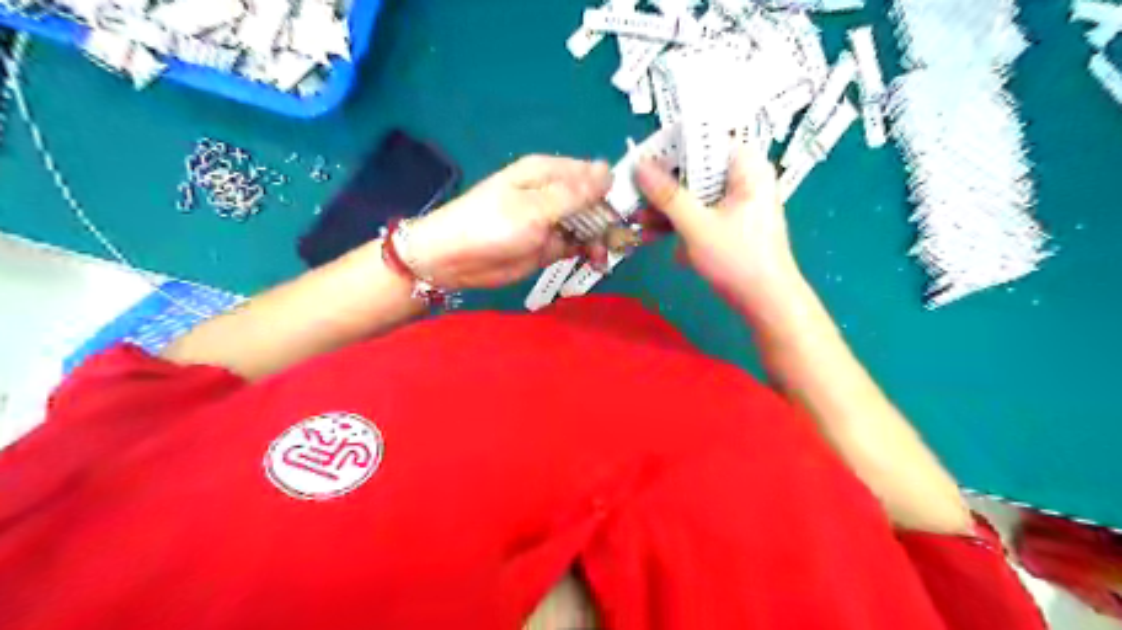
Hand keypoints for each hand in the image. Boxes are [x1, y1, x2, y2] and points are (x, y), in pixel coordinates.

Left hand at [405, 155, 609, 286]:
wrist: (455, 260)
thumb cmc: (491, 225)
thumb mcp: (535, 208)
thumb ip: (574, 194)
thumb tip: (609, 171)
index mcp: (549, 173)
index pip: (593, 174)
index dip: (615, 189)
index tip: (636, 210)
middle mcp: (555, 194)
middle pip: (595, 202)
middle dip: (611, 219)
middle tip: (625, 239)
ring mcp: (553, 222)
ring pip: (590, 226)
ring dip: (602, 239)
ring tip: (604, 256)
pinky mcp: (550, 246)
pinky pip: (578, 245)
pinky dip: (589, 253)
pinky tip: (596, 262)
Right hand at [634, 147, 800, 314]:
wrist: (767, 303)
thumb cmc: (738, 259)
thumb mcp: (697, 225)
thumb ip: (667, 195)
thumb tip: (640, 166)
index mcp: (746, 168)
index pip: (707, 140)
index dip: (673, 146)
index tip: (643, 159)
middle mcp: (744, 179)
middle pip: (697, 169)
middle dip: (664, 185)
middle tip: (634, 194)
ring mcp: (737, 203)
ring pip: (695, 194)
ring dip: (667, 208)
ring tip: (637, 221)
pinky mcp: (729, 224)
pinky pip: (700, 213)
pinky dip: (680, 223)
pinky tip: (654, 236)